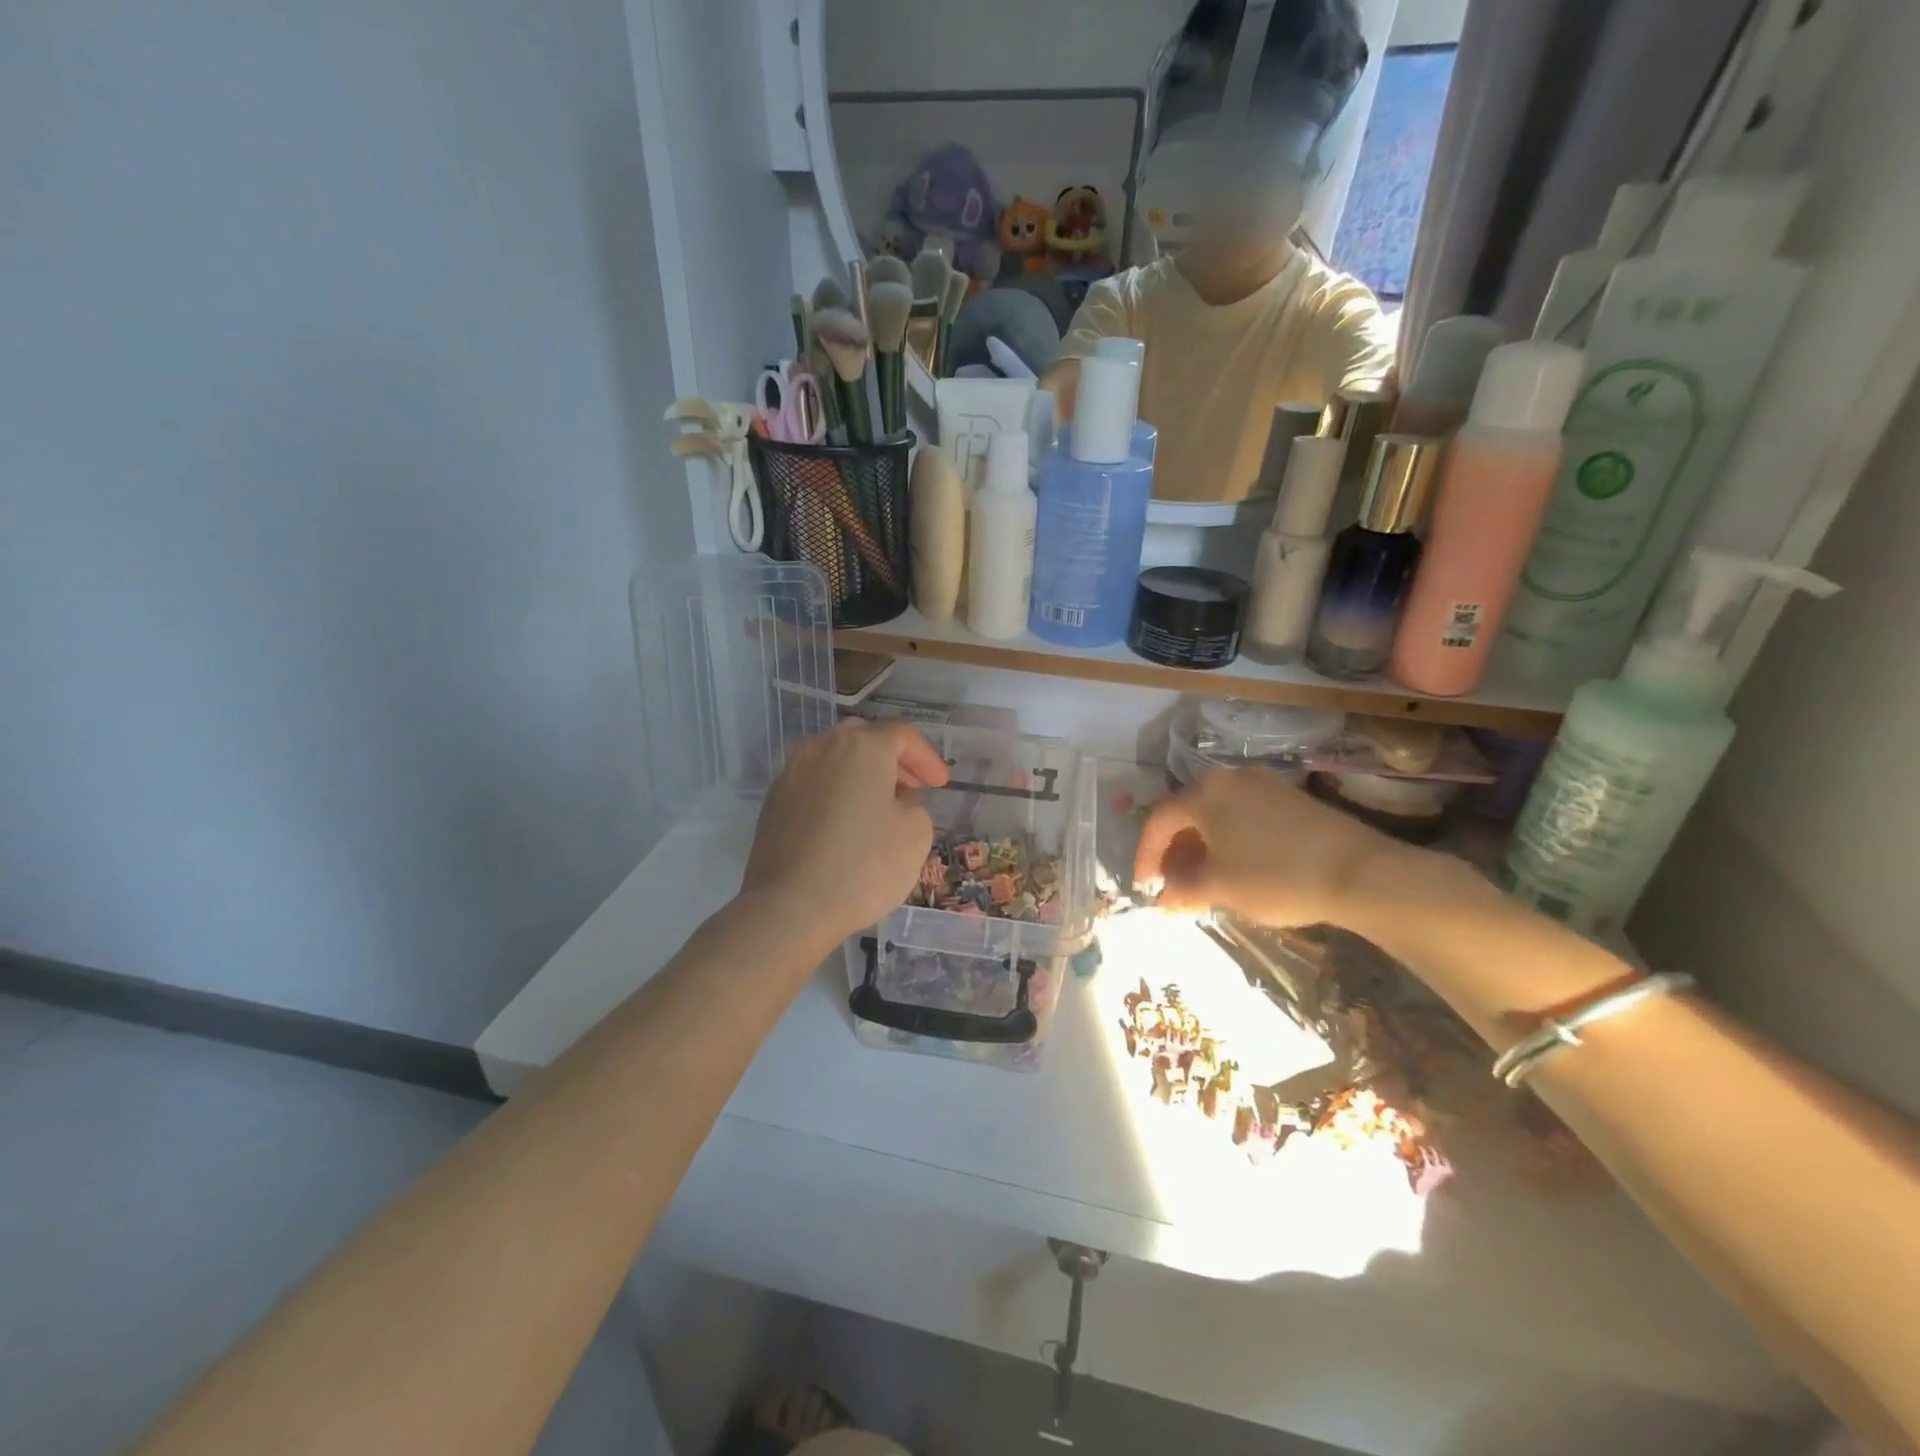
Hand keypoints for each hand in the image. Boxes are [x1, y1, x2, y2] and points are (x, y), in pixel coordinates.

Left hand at [742, 720, 950, 946]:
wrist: (790, 906)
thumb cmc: (863, 865)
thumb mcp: (915, 833)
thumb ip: (914, 804)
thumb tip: (895, 799)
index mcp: (862, 747)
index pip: (903, 736)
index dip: (927, 758)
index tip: (941, 784)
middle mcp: (823, 747)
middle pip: (865, 739)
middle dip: (893, 759)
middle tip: (912, 786)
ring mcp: (792, 772)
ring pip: (835, 758)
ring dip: (861, 773)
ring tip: (879, 804)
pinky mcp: (774, 800)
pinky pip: (815, 782)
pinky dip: (836, 791)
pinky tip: (845, 821)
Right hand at [1133, 769, 1413, 929]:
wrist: (1360, 872)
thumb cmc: (1276, 877)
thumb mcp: (1221, 888)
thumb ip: (1183, 890)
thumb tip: (1163, 897)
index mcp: (1203, 794)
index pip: (1159, 821)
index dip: (1146, 855)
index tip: (1144, 886)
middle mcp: (1228, 778)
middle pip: (1186, 811)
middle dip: (1174, 849)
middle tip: (1173, 882)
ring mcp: (1262, 783)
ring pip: (1216, 812)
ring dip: (1202, 843)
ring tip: (1204, 877)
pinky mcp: (1289, 796)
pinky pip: (1242, 812)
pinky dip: (1229, 836)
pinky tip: (1238, 864)